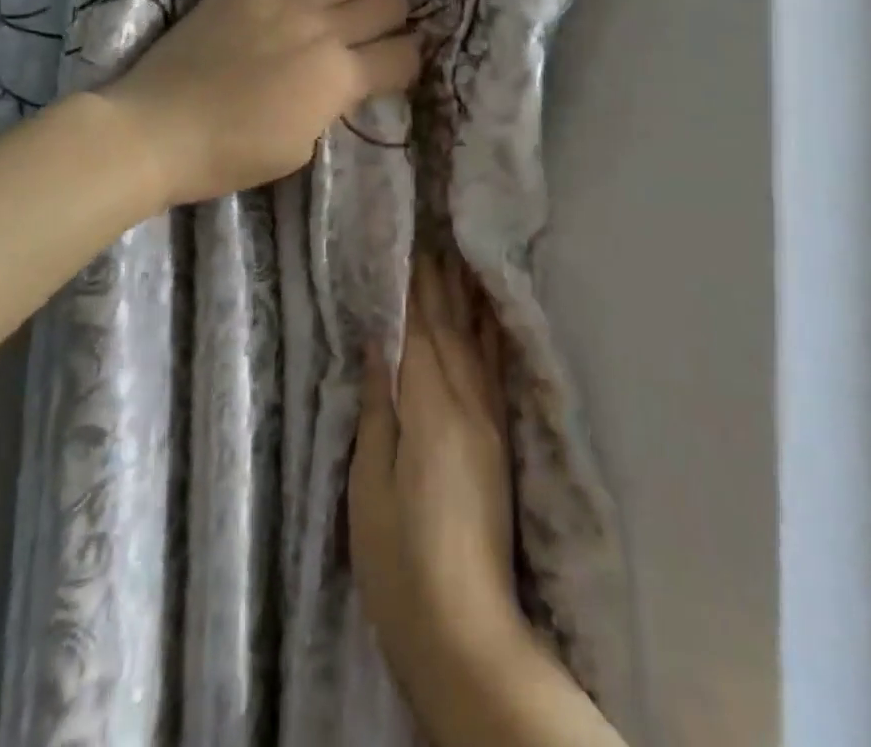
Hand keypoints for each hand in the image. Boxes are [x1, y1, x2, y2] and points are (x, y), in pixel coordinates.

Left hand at [99, 0, 419, 207]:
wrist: (156, 131)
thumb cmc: (230, 155)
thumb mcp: (301, 147)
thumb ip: (332, 106)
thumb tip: (344, 81)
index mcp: (339, 79)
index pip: (402, 57)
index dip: (409, 63)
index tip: (398, 68)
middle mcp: (323, 31)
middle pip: (386, 7)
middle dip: (395, 22)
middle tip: (380, 35)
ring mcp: (284, 0)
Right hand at [350, 254, 527, 702]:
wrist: (466, 630)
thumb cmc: (400, 562)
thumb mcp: (370, 487)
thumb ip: (379, 411)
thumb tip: (378, 348)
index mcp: (431, 412)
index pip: (418, 335)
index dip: (411, 291)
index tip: (406, 248)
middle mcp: (468, 405)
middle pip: (450, 331)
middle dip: (439, 284)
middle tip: (431, 240)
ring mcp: (490, 423)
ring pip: (476, 344)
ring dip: (467, 300)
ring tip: (461, 261)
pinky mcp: (500, 442)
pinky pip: (495, 372)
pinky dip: (491, 337)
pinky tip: (491, 320)